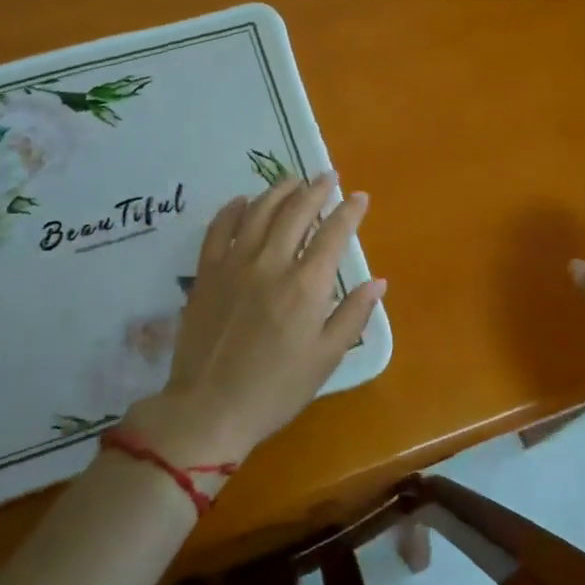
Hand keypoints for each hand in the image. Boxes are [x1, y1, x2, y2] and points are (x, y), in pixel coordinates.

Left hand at [122, 173, 384, 471]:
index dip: (349, 211)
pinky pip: (219, 228)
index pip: (333, 233)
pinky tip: (243, 201)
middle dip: (316, 190)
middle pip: (296, 212)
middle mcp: (271, 263)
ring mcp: (234, 264)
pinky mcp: (206, 272)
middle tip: (328, 177)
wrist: (209, 408)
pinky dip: (233, 209)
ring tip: (293, 180)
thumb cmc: (276, 389)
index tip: (360, 197)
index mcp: (306, 285)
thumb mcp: (326, 358)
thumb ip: (353, 315)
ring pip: (259, 211)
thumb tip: (378, 282)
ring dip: (279, 190)